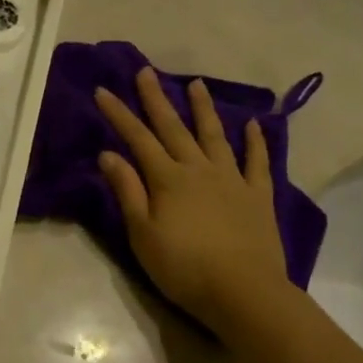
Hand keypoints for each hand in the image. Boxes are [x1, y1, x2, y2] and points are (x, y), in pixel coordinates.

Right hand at [95, 68, 287, 332]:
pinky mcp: (258, 195)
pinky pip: (257, 161)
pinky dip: (255, 141)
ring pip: (214, 136)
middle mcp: (199, 169)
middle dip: (157, 99)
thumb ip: (128, 191)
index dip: (119, 115)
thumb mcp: (143, 234)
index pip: (138, 139)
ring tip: (196, 84)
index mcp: (168, 180)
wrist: (243, 291)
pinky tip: (253, 124)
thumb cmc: (183, 268)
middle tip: (146, 72)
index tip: (103, 90)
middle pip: (174, 128)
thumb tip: (109, 154)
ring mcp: (232, 179)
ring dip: (203, 109)